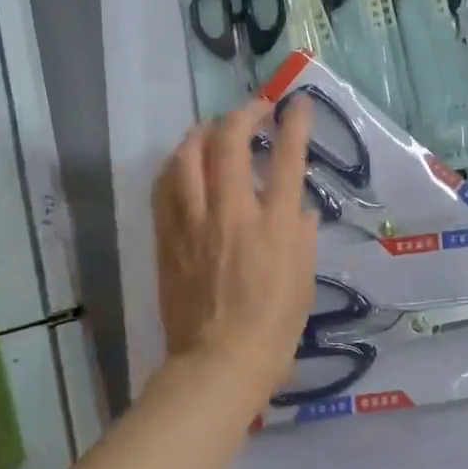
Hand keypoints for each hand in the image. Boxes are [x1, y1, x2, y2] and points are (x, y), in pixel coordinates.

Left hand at [152, 96, 319, 399]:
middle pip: (229, 143)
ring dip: (203, 133)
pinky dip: (176, 165)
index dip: (294, 124)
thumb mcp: (304, 282)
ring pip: (187, 157)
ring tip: (214, 129)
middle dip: (243, 115)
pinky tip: (183, 163)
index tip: (298, 103)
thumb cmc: (273, 328)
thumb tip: (299, 209)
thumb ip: (301, 237)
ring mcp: (193, 223)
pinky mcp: (167, 238)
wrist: (217, 364)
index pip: (286, 159)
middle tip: (254, 110)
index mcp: (272, 226)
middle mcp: (231, 214)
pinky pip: (164, 188)